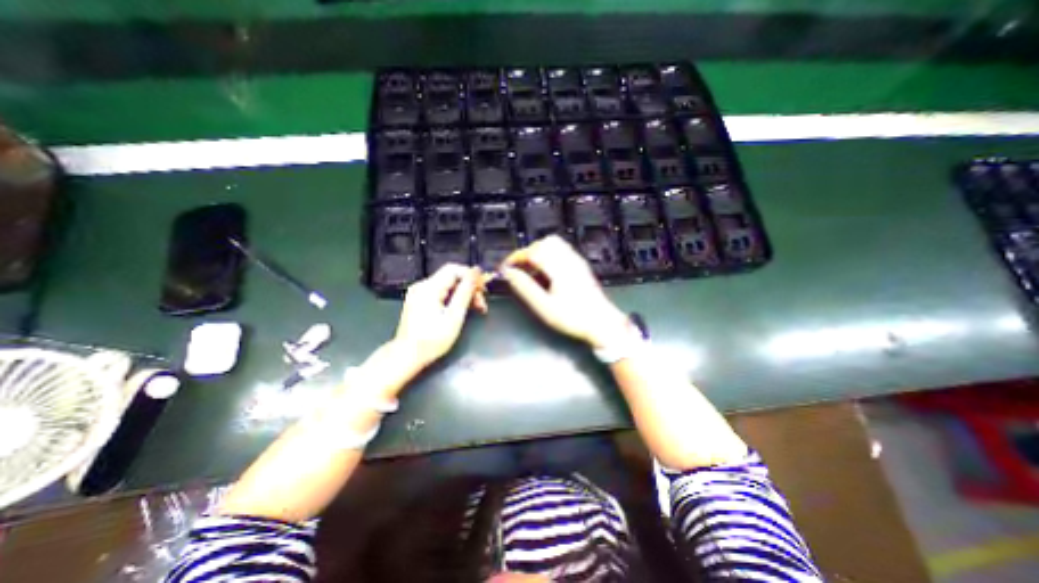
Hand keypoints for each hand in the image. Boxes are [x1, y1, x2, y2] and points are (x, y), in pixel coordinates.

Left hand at [391, 263, 489, 367]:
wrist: (407, 356)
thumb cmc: (432, 340)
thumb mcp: (454, 316)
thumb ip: (466, 292)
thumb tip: (476, 271)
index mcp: (429, 287)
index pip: (454, 269)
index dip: (471, 276)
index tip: (483, 290)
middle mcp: (422, 286)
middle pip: (451, 277)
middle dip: (469, 287)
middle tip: (482, 304)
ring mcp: (419, 293)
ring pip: (447, 285)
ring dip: (463, 294)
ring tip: (476, 308)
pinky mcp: (419, 300)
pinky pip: (440, 292)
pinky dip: (453, 298)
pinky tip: (461, 309)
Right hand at [498, 235, 629, 348]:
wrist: (602, 323)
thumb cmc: (572, 318)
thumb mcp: (544, 307)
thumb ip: (525, 287)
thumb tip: (508, 273)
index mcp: (558, 267)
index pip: (532, 252)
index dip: (515, 258)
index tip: (505, 268)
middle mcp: (568, 259)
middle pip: (542, 243)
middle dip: (526, 253)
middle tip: (518, 269)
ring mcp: (576, 260)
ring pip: (553, 244)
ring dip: (538, 252)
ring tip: (531, 270)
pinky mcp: (581, 265)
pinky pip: (562, 250)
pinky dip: (549, 255)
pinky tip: (546, 271)